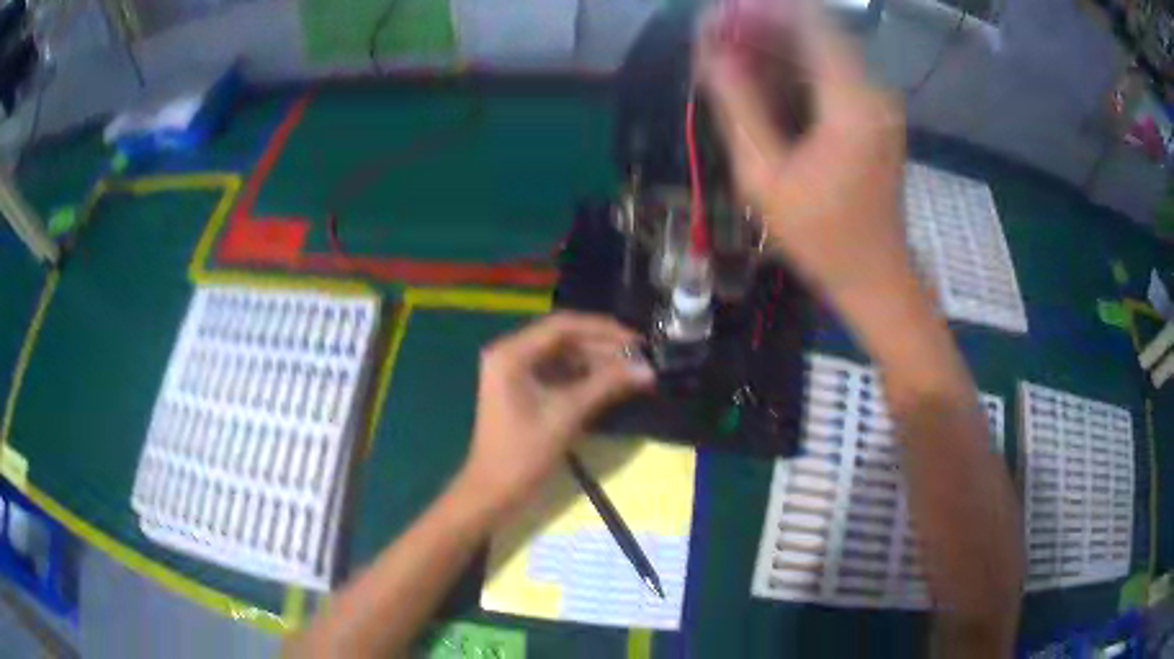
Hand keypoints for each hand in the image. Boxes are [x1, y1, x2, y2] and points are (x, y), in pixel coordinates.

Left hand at [458, 312, 654, 515]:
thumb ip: (607, 385)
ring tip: (632, 369)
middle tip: (640, 357)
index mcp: (511, 353)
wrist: (494, 491)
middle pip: (563, 338)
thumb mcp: (567, 415)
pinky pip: (557, 372)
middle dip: (602, 347)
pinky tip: (611, 382)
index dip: (603, 329)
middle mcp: (510, 352)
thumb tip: (648, 369)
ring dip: (596, 361)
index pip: (563, 325)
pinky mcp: (521, 387)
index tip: (637, 340)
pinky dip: (584, 376)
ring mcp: (514, 370)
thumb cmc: (524, 453)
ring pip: (563, 355)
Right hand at [696, 0, 915, 310]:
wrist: (875, 277)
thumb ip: (738, 107)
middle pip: (815, 31)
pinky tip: (762, 77)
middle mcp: (872, 91)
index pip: (808, 22)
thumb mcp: (766, 177)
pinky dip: (795, 67)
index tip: (718, 18)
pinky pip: (831, 73)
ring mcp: (878, 103)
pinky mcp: (875, 115)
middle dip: (762, 25)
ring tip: (729, 54)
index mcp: (851, 102)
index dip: (760, 10)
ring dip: (776, 45)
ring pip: (822, 50)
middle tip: (715, 38)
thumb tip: (711, 56)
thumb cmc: (821, 238)